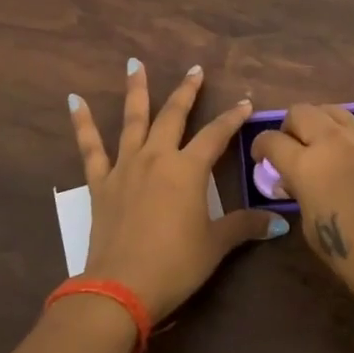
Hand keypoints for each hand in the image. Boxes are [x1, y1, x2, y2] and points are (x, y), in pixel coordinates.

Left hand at [69, 60, 285, 320]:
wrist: (121, 288)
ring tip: (134, 64)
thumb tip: (279, 223)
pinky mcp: (100, 182)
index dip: (232, 118)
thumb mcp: (215, 245)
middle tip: (195, 70)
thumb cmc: (175, 264)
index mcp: (188, 169)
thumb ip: (245, 226)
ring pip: (133, 120)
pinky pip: (90, 147)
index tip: (244, 102)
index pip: (216, 135)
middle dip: (187, 91)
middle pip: (174, 116)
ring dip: (136, 90)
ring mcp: (125, 166)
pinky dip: (82, 123)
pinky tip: (74, 101)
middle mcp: (157, 157)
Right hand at [250, 105, 353, 310]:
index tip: (261, 159)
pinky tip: (346, 157)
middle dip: (288, 128)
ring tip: (318, 147)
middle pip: (300, 112)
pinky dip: (341, 133)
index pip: (272, 140)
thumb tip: (296, 183)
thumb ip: (301, 198)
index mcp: (307, 165)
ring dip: (316, 123)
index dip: (260, 147)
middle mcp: (332, 142)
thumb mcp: (314, 232)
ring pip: (329, 110)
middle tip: (290, 150)